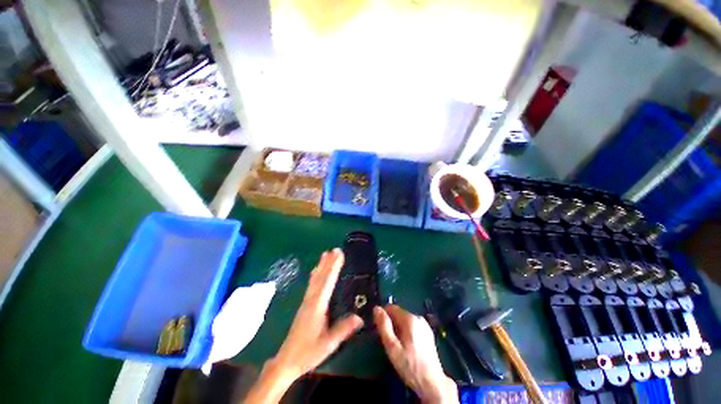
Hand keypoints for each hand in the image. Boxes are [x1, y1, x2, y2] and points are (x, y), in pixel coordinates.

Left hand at [274, 248, 363, 376]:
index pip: (328, 281)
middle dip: (328, 262)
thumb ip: (343, 330)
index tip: (339, 254)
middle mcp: (311, 299)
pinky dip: (316, 274)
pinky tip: (316, 271)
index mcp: (317, 306)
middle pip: (321, 276)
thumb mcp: (328, 344)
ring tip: (325, 254)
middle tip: (335, 249)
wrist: (286, 361)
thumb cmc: (307, 353)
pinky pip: (312, 284)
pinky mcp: (304, 305)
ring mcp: (306, 301)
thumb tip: (360, 317)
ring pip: (315, 279)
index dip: (334, 267)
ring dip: (321, 265)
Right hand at [374, 305, 457, 403]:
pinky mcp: (428, 332)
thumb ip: (384, 326)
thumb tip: (376, 308)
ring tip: (398, 346)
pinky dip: (406, 332)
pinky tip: (407, 347)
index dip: (383, 316)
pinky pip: (412, 326)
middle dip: (391, 324)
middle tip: (389, 341)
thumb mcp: (392, 347)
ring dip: (398, 328)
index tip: (379, 329)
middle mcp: (418, 317)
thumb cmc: (410, 366)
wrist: (432, 383)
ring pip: (405, 320)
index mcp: (410, 318)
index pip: (391, 307)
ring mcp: (424, 324)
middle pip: (398, 313)